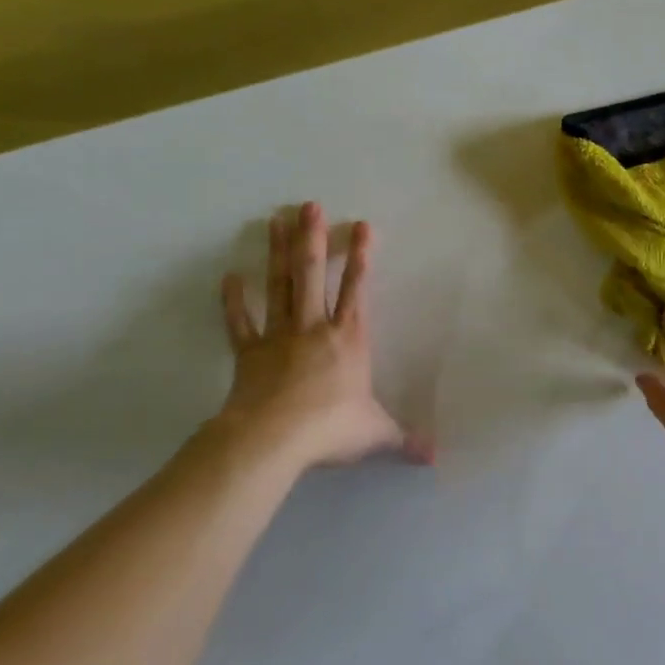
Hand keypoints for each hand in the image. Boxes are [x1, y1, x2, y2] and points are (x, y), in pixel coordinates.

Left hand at [214, 202, 430, 470]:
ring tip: (274, 219)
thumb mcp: (376, 434)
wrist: (273, 439)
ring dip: (277, 253)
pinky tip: (228, 277)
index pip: (358, 289)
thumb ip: (405, 440)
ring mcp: (279, 336)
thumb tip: (436, 459)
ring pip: (280, 286)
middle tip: (307, 205)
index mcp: (349, 339)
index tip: (361, 224)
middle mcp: (315, 327)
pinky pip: (240, 322)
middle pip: (313, 274)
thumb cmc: (330, 428)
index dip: (362, 257)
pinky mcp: (249, 352)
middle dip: (313, 238)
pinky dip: (233, 301)